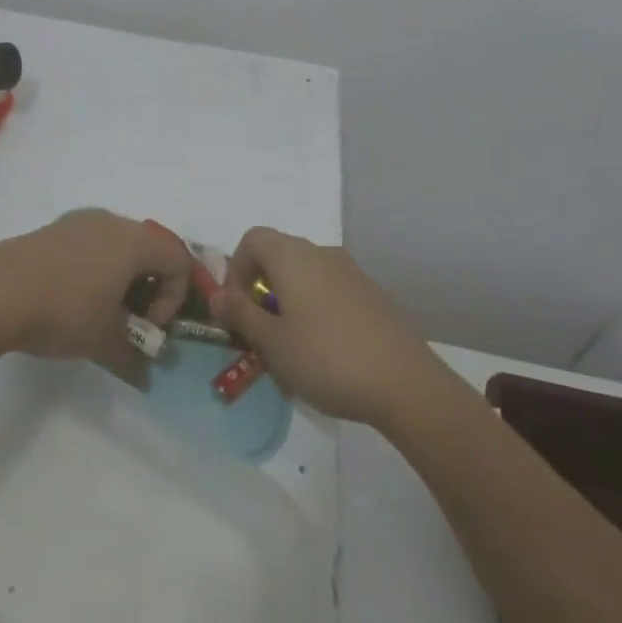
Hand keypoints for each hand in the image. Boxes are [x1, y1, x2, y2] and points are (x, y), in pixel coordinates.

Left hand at [0, 209, 190, 383]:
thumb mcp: (104, 342)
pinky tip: (71, 299)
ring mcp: (80, 221)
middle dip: (149, 288)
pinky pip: (91, 244)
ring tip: (101, 313)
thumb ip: (134, 358)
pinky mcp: (54, 229)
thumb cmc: (65, 311)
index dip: (174, 297)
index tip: (149, 326)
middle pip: (150, 248)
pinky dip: (96, 269)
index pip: (179, 260)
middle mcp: (112, 221)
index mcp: (134, 240)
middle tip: (131, 321)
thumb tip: (146, 377)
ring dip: (122, 279)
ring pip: (118, 245)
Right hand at [210, 227, 434, 425]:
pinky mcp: (370, 295)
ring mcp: (350, 273)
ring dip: (286, 301)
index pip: (252, 239)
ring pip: (304, 275)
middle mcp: (321, 253)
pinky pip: (328, 290)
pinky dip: (313, 309)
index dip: (235, 269)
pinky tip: (322, 352)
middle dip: (259, 288)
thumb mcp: (273, 343)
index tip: (235, 309)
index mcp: (293, 256)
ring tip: (287, 348)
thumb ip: (241, 314)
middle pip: (278, 255)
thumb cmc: (327, 358)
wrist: (405, 383)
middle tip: (257, 331)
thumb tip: (216, 295)